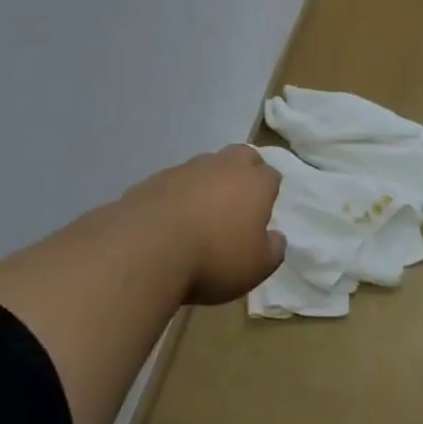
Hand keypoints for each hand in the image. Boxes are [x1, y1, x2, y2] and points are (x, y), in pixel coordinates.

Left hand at [116, 145, 283, 304]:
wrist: (146, 248)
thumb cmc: (214, 258)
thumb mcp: (256, 267)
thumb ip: (273, 249)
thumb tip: (276, 237)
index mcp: (255, 182)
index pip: (271, 176)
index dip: (268, 192)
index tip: (262, 214)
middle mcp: (224, 166)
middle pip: (242, 156)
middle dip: (244, 172)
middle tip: (238, 202)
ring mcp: (187, 169)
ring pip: (207, 167)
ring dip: (208, 184)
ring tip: (201, 215)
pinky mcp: (155, 179)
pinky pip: (176, 182)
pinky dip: (179, 195)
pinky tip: (172, 221)